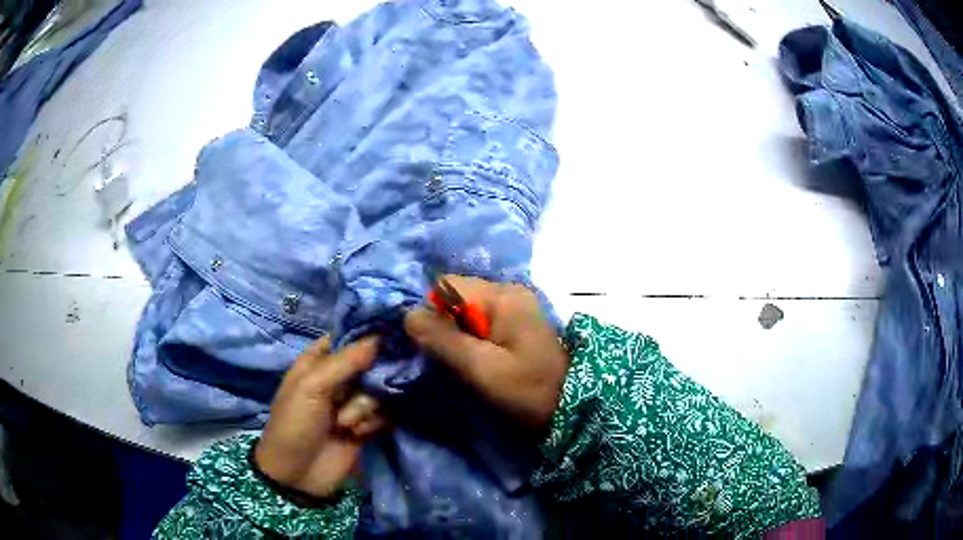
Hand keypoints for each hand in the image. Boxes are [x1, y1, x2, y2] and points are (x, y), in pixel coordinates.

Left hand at [254, 336, 384, 498]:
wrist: (298, 474)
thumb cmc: (294, 424)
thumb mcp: (311, 387)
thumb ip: (345, 361)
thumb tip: (379, 337)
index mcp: (319, 360)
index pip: (349, 336)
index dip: (368, 335)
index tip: (388, 338)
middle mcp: (339, 377)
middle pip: (371, 362)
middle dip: (369, 379)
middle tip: (357, 393)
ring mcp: (354, 402)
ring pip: (380, 389)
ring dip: (365, 407)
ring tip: (345, 424)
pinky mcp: (367, 424)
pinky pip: (384, 413)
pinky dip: (372, 422)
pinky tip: (357, 433)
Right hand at [405, 275, 569, 430]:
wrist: (573, 405)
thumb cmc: (528, 388)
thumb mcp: (481, 368)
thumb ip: (444, 340)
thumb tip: (409, 315)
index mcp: (501, 296)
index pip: (446, 285)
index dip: (432, 312)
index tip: (434, 345)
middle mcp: (507, 291)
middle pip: (456, 295)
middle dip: (444, 324)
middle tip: (449, 358)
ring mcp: (515, 305)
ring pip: (466, 309)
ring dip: (457, 333)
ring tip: (463, 362)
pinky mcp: (517, 321)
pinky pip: (481, 320)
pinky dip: (471, 337)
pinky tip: (477, 359)